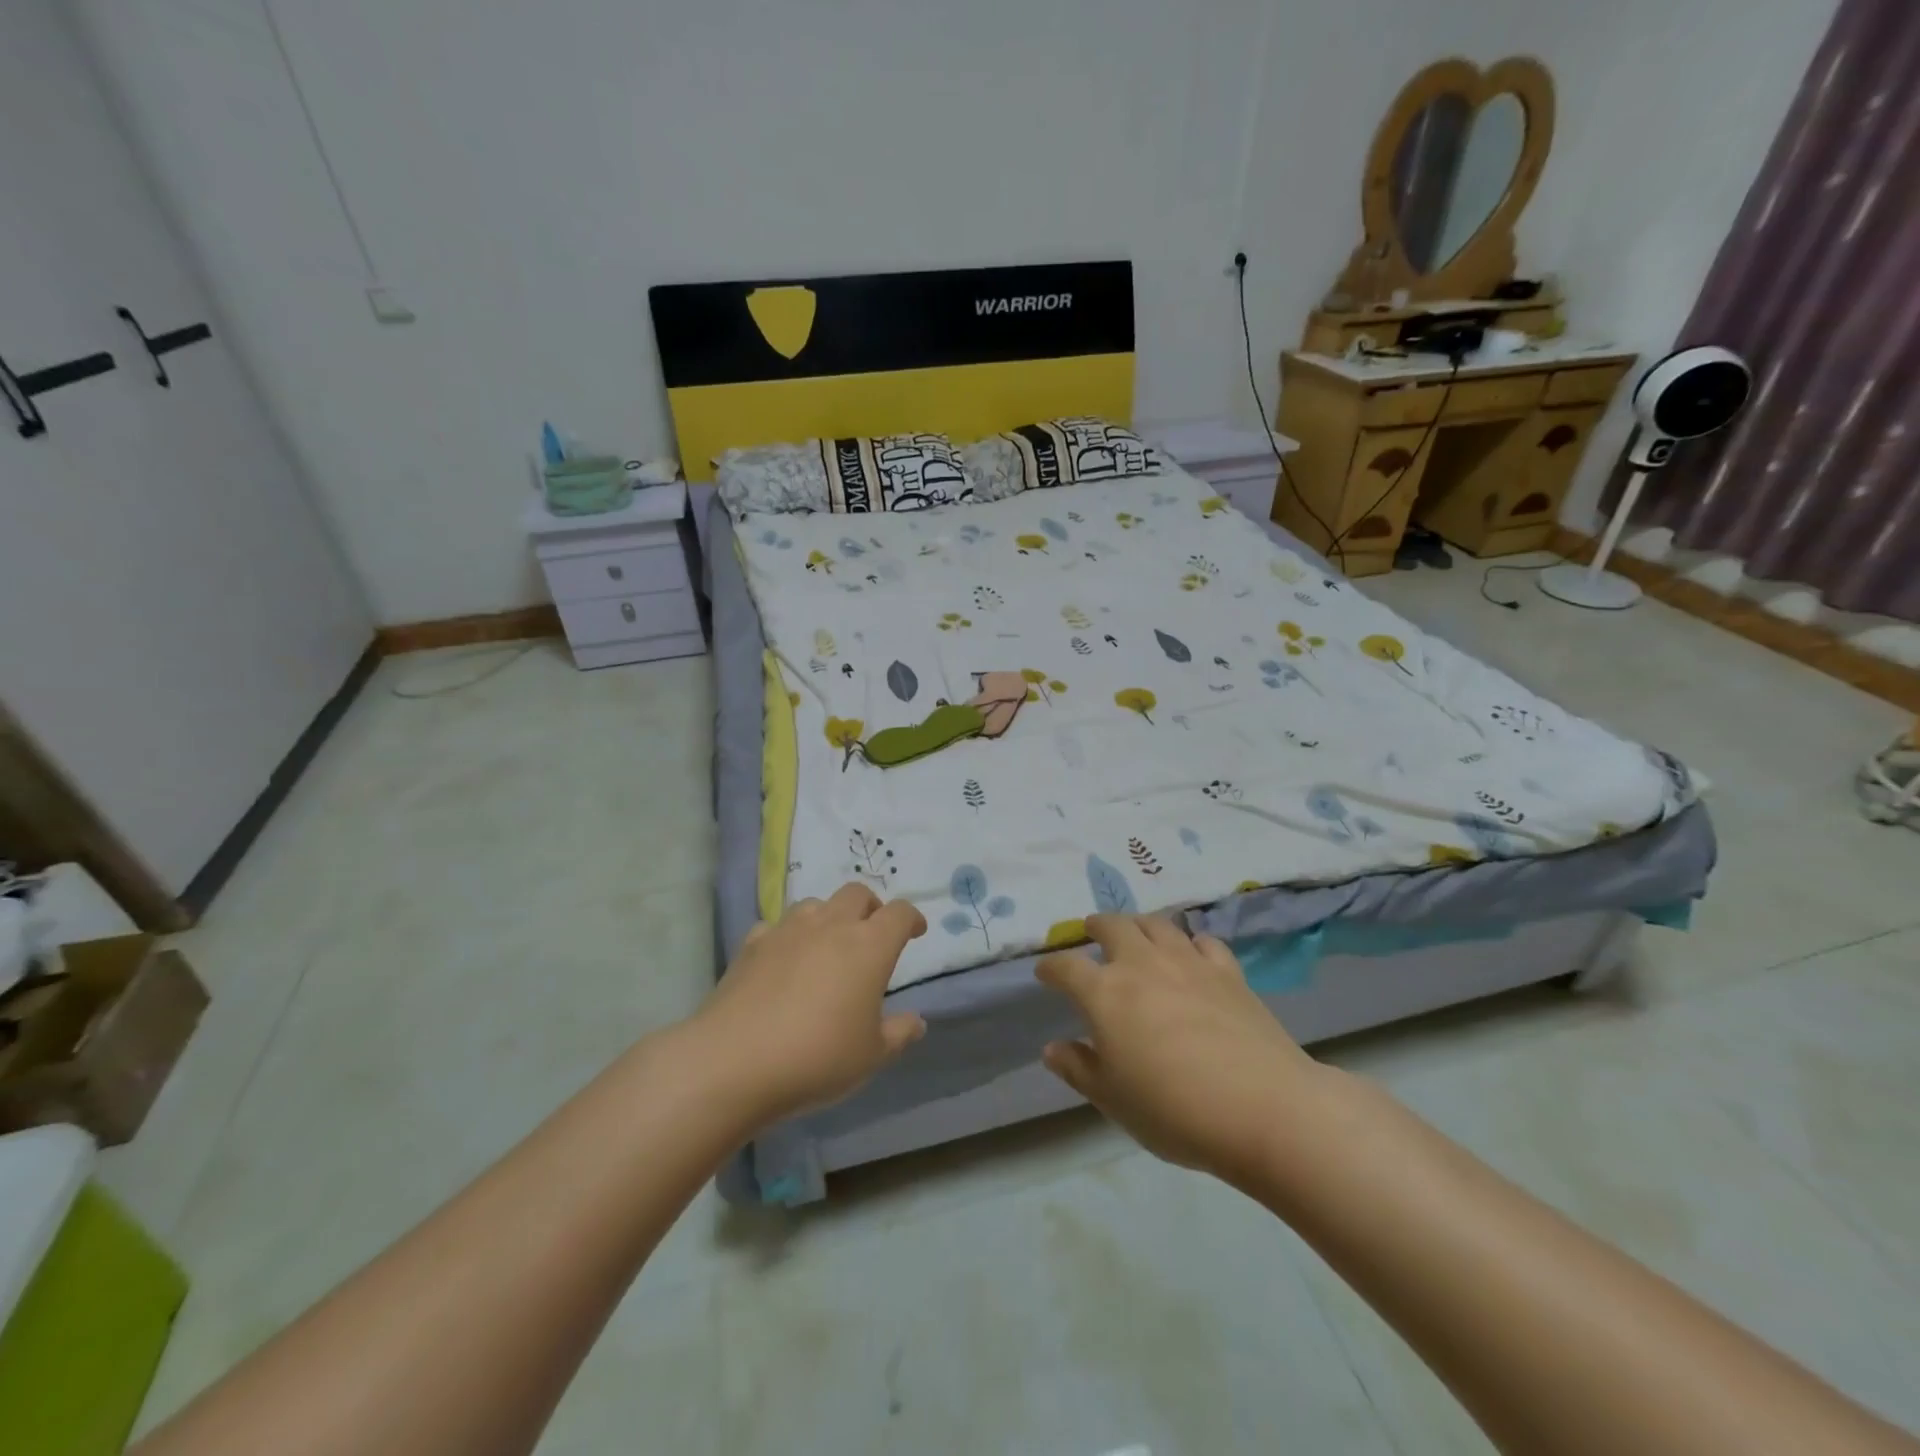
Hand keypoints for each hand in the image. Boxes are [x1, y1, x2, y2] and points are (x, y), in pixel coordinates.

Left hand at [697, 882, 927, 1124]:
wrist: (735, 1061)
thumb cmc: (817, 1057)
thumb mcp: (871, 1055)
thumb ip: (899, 1034)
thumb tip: (916, 1022)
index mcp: (869, 946)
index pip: (899, 913)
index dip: (911, 918)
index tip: (915, 932)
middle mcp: (831, 926)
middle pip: (857, 893)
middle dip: (871, 907)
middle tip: (872, 933)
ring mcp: (787, 930)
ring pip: (816, 903)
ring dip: (829, 916)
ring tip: (828, 944)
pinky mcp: (752, 944)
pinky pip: (777, 926)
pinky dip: (788, 936)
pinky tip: (783, 960)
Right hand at [1037, 915, 1323, 1185]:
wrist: (1262, 1108)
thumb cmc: (1174, 1110)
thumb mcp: (1113, 1100)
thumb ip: (1078, 1068)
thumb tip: (1052, 1048)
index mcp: (1104, 993)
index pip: (1067, 967)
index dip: (1051, 967)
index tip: (1044, 973)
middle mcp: (1142, 965)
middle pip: (1113, 926)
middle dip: (1096, 926)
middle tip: (1091, 931)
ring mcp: (1188, 963)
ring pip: (1156, 924)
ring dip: (1139, 924)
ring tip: (1135, 932)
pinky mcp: (1228, 971)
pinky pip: (1203, 942)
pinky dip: (1190, 942)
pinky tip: (1191, 953)